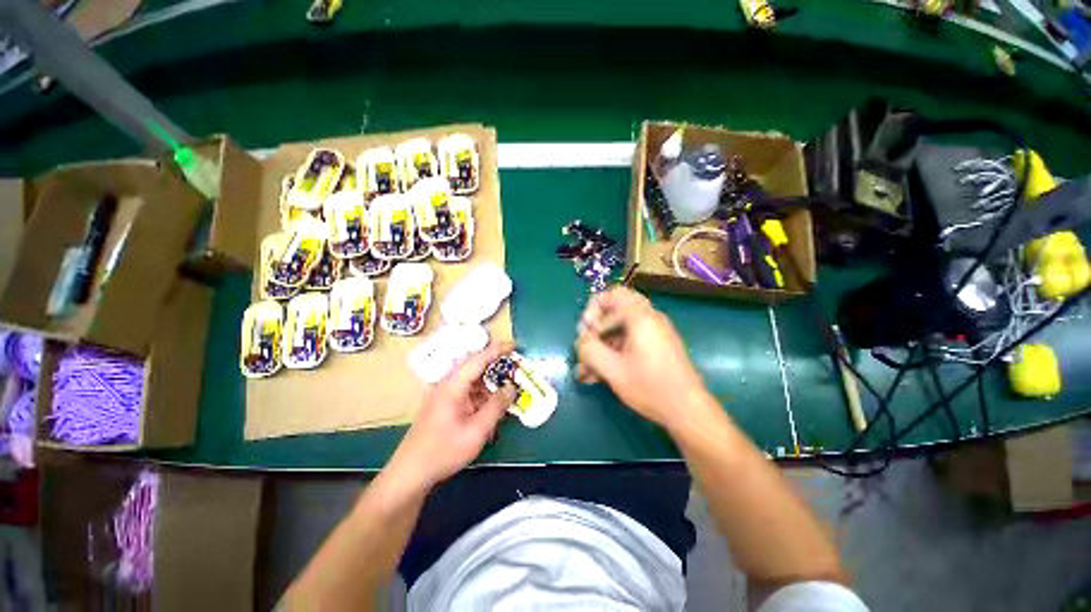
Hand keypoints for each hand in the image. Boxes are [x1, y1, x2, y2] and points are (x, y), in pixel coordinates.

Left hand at [388, 341, 515, 487]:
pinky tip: (493, 403)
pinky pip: (468, 392)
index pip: (478, 359)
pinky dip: (483, 393)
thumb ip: (496, 407)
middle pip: (475, 367)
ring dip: (490, 380)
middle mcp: (448, 385)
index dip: (498, 349)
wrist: (410, 474)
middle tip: (516, 365)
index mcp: (453, 386)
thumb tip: (511, 388)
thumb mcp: (476, 431)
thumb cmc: (443, 452)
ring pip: (472, 380)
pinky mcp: (445, 405)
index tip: (515, 345)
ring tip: (509, 384)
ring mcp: (445, 395)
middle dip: (496, 364)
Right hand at [576, 287, 709, 430]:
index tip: (586, 330)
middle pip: (613, 313)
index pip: (612, 294)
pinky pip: (627, 343)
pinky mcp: (654, 348)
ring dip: (600, 347)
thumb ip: (589, 350)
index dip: (593, 307)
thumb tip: (581, 340)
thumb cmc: (650, 387)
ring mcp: (653, 334)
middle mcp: (648, 319)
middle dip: (594, 332)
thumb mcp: (612, 369)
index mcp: (640, 317)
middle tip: (584, 351)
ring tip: (585, 371)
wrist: (688, 411)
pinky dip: (612, 354)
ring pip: (618, 331)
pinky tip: (597, 376)